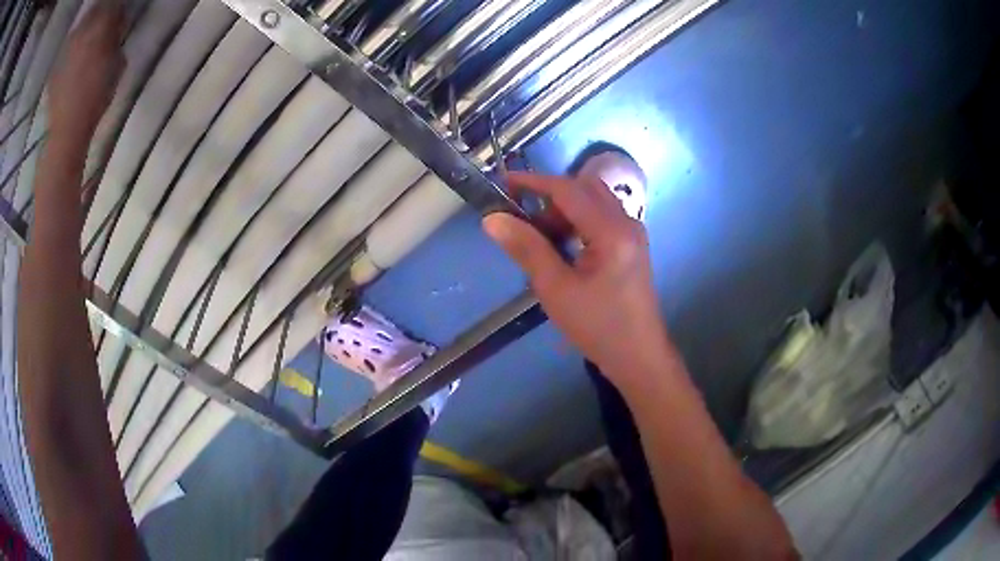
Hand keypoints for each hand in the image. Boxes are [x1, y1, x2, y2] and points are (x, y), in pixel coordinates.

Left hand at [49, 2, 124, 144]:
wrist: (67, 130)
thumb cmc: (97, 97)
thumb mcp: (118, 64)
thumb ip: (116, 39)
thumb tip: (114, 30)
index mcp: (101, 24)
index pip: (114, 3)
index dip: (117, 12)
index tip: (119, 23)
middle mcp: (83, 29)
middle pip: (95, 11)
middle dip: (100, 17)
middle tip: (102, 31)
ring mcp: (67, 47)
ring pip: (80, 27)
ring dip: (84, 32)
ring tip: (86, 46)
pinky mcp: (57, 64)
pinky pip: (67, 48)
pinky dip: (71, 50)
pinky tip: (73, 64)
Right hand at [483, 172, 674, 381]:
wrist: (638, 356)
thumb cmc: (597, 326)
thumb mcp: (555, 289)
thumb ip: (526, 248)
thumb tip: (492, 219)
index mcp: (611, 231)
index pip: (568, 190)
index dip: (533, 182)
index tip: (502, 183)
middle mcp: (627, 222)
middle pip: (584, 188)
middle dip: (550, 196)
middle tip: (524, 220)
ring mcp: (632, 232)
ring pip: (593, 201)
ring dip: (564, 210)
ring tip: (541, 239)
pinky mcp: (631, 245)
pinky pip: (601, 217)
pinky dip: (578, 221)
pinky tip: (563, 248)